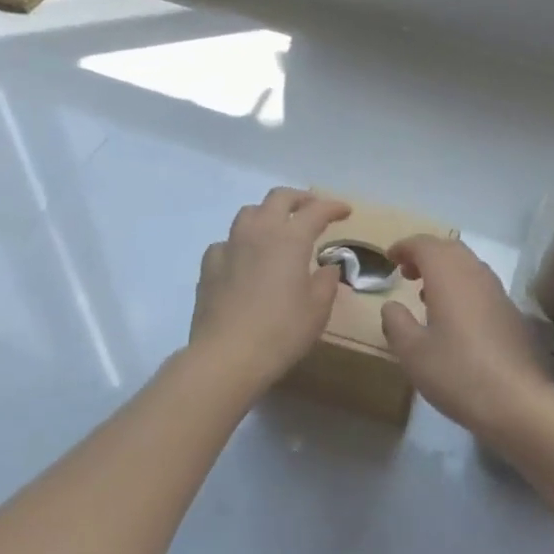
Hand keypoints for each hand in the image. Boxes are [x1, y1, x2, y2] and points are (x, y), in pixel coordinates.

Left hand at [187, 188, 350, 395]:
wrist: (226, 356)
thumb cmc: (281, 331)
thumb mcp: (317, 310)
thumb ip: (326, 282)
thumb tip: (328, 267)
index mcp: (290, 239)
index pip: (315, 211)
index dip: (333, 207)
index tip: (345, 211)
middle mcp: (258, 232)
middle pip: (278, 198)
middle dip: (299, 199)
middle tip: (312, 209)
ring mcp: (229, 246)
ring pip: (248, 213)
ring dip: (267, 214)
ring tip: (277, 229)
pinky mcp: (209, 266)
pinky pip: (226, 242)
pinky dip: (240, 244)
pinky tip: (244, 260)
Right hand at [379, 235, 552, 439]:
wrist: (518, 402)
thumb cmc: (457, 373)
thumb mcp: (412, 353)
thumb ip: (396, 322)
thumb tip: (391, 305)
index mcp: (449, 276)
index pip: (425, 244)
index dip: (405, 247)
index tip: (389, 258)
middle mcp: (476, 274)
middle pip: (449, 248)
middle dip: (425, 254)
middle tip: (405, 272)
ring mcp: (498, 292)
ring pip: (468, 265)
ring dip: (445, 270)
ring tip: (425, 294)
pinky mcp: (512, 313)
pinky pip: (481, 285)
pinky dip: (462, 287)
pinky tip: (454, 318)